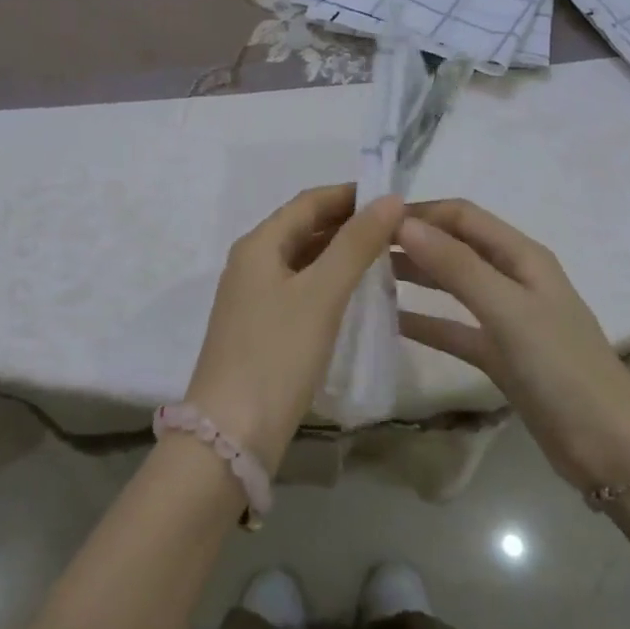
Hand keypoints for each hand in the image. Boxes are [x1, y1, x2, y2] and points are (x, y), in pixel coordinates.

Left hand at [184, 185, 404, 471]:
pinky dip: (330, 282)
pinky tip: (357, 295)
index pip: (309, 201)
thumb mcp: (322, 294)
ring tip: (387, 255)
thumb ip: (356, 244)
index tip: (394, 196)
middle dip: (349, 223)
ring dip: (341, 252)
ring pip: (304, 259)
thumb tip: (390, 198)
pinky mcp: (261, 329)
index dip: (351, 194)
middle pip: (305, 228)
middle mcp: (252, 262)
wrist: (231, 434)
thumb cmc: (277, 354)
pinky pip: (301, 289)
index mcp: (259, 244)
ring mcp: (254, 297)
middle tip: (398, 227)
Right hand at [395, 199, 629, 497]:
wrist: (611, 450)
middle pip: (454, 246)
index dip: (419, 212)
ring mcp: (505, 317)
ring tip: (366, 275)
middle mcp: (512, 277)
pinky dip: (424, 321)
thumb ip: (457, 266)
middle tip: (359, 247)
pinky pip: (453, 327)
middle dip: (412, 241)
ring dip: (414, 275)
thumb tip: (403, 223)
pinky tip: (390, 321)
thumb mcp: (508, 311)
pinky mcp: (499, 354)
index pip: (462, 216)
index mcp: (522, 255)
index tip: (371, 219)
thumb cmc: (562, 368)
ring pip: (451, 284)